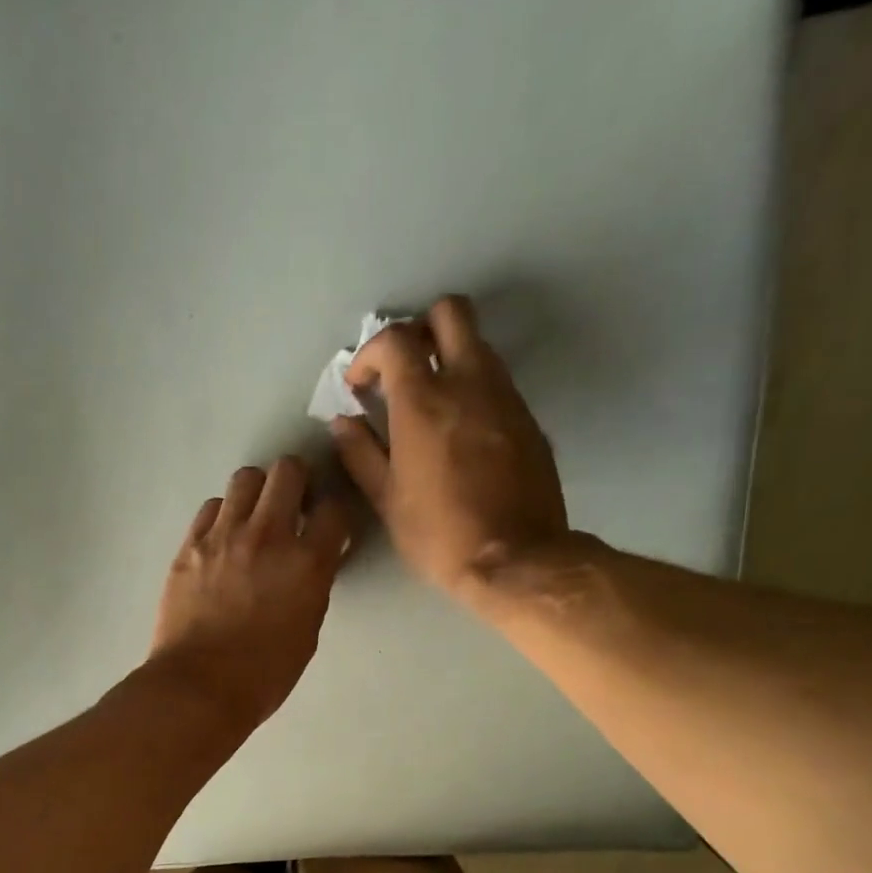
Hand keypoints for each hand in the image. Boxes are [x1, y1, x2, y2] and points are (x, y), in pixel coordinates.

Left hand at [149, 457, 351, 729]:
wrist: (198, 687)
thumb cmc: (264, 673)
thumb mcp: (307, 630)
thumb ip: (313, 585)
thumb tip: (313, 562)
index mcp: (306, 562)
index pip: (334, 509)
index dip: (334, 513)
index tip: (328, 525)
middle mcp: (267, 535)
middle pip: (287, 471)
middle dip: (297, 481)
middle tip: (293, 504)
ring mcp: (223, 536)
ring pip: (245, 478)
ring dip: (257, 492)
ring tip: (254, 517)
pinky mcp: (190, 545)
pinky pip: (211, 507)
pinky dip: (223, 514)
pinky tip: (224, 538)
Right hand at [331, 295, 574, 609]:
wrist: (516, 559)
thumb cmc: (439, 534)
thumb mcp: (387, 499)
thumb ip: (361, 453)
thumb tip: (342, 423)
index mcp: (424, 401)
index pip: (395, 340)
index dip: (370, 353)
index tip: (360, 385)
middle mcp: (469, 382)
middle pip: (450, 312)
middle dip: (420, 329)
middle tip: (403, 369)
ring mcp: (505, 396)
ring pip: (478, 344)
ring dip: (449, 357)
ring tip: (430, 402)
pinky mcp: (528, 417)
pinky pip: (497, 381)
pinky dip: (473, 388)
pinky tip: (460, 431)